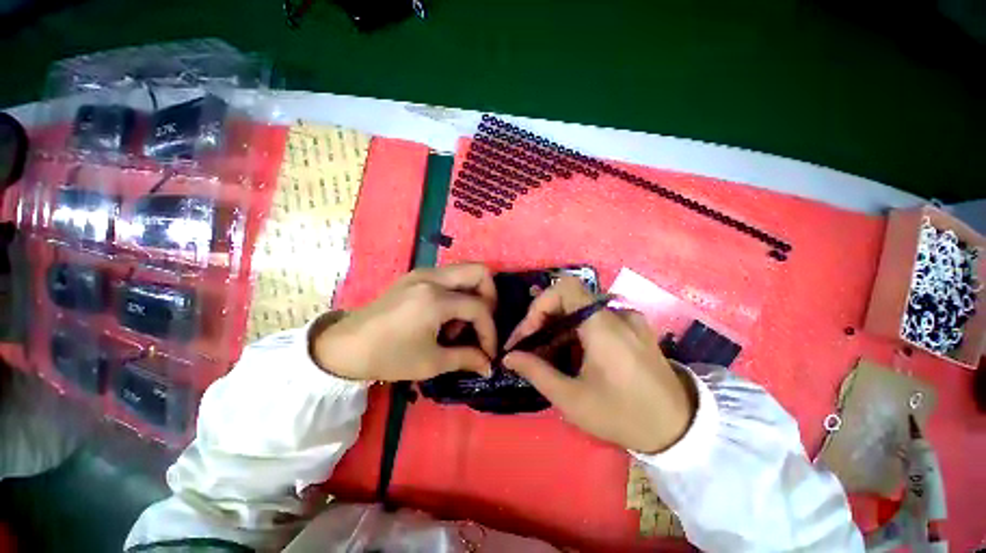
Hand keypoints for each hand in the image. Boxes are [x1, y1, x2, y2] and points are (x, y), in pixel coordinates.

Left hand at [311, 263, 496, 381]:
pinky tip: (444, 316)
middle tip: (482, 322)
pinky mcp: (415, 275)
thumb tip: (489, 365)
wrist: (344, 347)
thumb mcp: (431, 362)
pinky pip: (449, 276)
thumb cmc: (388, 356)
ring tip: (458, 324)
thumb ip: (466, 359)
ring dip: (472, 295)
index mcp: (436, 299)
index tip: (488, 352)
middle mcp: (433, 277)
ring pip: (465, 271)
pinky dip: (457, 292)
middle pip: (480, 272)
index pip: (480, 308)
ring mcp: (423, 272)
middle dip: (490, 297)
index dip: (490, 331)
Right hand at [503, 277, 695, 453]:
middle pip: (570, 300)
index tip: (526, 334)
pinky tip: (572, 354)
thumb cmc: (623, 415)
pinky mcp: (635, 328)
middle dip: (544, 320)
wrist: (681, 430)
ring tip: (547, 354)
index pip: (564, 288)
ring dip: (558, 328)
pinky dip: (577, 331)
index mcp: (604, 325)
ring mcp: (629, 319)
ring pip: (581, 310)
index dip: (539, 305)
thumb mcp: (573, 399)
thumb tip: (509, 357)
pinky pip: (597, 319)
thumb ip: (536, 372)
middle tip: (529, 346)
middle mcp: (617, 313)